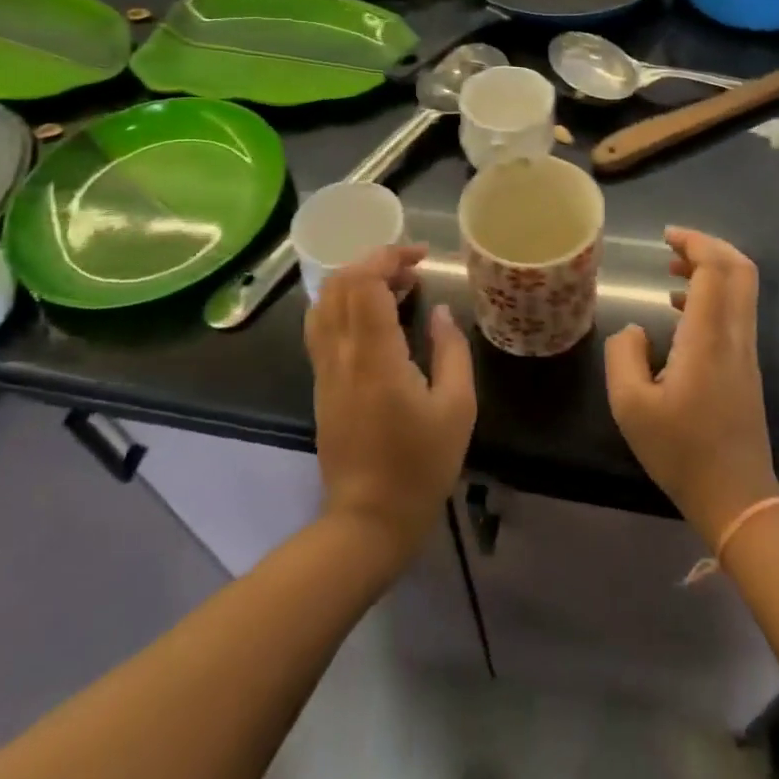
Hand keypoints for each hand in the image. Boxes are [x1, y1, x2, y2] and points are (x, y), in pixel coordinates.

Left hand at [305, 245, 475, 562]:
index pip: (365, 284)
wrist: (368, 520)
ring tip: (393, 285)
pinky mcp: (321, 383)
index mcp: (375, 358)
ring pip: (323, 302)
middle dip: (373, 262)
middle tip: (412, 270)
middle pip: (340, 284)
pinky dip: (343, 302)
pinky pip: (321, 325)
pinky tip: (372, 313)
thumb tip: (440, 312)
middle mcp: (341, 355)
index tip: (421, 257)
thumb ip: (451, 351)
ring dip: (355, 280)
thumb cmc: (421, 466)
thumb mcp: (457, 409)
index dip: (389, 258)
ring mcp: (325, 370)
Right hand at [604, 228, 778, 541]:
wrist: (737, 497)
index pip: (715, 270)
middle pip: (740, 270)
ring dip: (712, 270)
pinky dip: (713, 294)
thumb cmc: (681, 451)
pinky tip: (679, 311)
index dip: (695, 243)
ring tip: (672, 272)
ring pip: (742, 290)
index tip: (666, 237)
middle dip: (709, 247)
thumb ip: (623, 355)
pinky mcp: (746, 367)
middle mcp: (735, 335)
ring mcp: (746, 351)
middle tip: (673, 245)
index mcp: (708, 338)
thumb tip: (634, 329)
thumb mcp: (630, 406)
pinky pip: (736, 311)